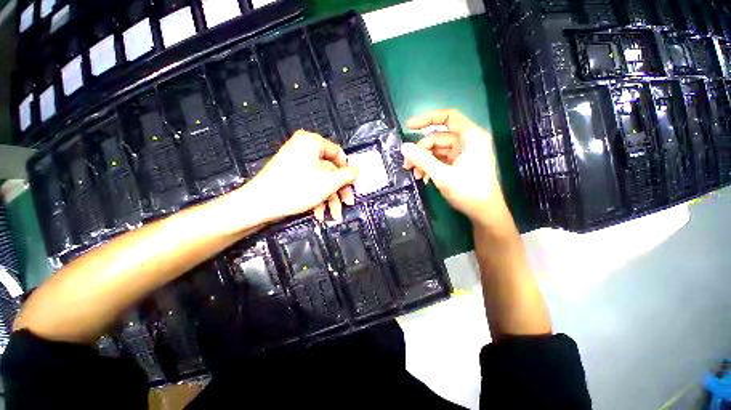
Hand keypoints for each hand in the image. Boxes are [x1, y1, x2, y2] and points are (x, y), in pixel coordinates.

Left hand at [245, 130, 357, 222]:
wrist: (260, 204)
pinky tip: (318, 213)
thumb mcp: (329, 182)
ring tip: (334, 215)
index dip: (347, 172)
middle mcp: (304, 148)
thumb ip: (347, 175)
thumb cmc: (297, 189)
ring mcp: (296, 162)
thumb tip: (358, 170)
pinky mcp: (290, 175)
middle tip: (347, 204)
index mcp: (312, 142)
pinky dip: (317, 198)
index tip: (351, 186)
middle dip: (339, 191)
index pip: (339, 154)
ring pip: (321, 180)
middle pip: (331, 170)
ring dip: (329, 199)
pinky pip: (310, 183)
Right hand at [401, 110, 507, 226]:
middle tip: (407, 164)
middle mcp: (467, 141)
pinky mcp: (459, 164)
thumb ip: (422, 159)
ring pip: (437, 150)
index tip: (408, 126)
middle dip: (421, 150)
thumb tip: (403, 147)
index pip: (448, 117)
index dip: (427, 118)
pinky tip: (422, 177)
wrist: (484, 212)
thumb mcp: (442, 174)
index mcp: (471, 136)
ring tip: (414, 174)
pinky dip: (430, 166)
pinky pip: (440, 160)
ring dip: (423, 161)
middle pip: (438, 137)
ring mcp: (463, 154)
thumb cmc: (468, 191)